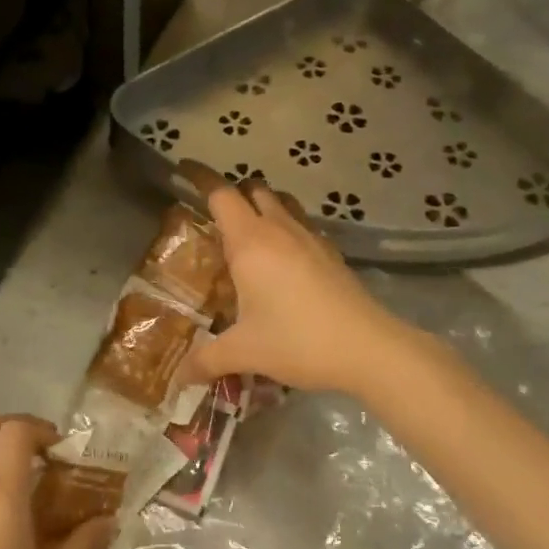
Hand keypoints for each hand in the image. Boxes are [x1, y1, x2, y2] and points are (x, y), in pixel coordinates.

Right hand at [177, 162, 411, 396]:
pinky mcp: (332, 254)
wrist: (368, 348)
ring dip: (262, 206)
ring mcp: (311, 239)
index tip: (184, 170)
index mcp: (250, 243)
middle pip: (253, 189)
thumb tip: (179, 378)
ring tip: (248, 235)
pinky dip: (286, 228)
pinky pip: (302, 225)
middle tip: (214, 218)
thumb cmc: (298, 341)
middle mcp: (280, 230)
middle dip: (232, 194)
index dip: (200, 178)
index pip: (221, 194)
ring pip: (282, 203)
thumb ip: (207, 360)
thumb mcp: (245, 352)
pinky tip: (283, 261)